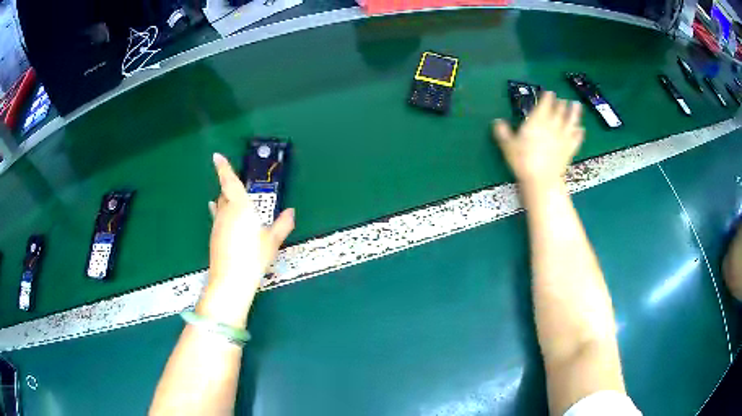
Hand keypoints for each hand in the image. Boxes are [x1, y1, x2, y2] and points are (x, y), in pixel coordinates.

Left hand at [208, 153, 294, 294]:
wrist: (231, 279)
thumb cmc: (254, 257)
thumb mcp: (272, 241)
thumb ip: (283, 224)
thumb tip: (291, 212)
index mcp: (241, 207)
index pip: (230, 182)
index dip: (223, 168)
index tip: (216, 156)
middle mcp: (226, 212)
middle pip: (225, 193)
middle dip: (229, 186)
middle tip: (238, 185)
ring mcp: (217, 224)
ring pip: (220, 205)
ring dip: (226, 200)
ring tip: (234, 201)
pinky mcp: (214, 236)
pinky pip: (218, 217)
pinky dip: (221, 213)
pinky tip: (225, 219)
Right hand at [492, 92, 584, 186]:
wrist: (542, 180)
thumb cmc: (523, 161)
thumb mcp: (508, 146)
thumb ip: (503, 132)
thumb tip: (497, 121)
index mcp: (537, 121)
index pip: (545, 104)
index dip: (548, 97)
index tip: (549, 92)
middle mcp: (552, 125)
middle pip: (559, 110)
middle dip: (561, 103)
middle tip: (562, 99)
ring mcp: (563, 137)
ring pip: (571, 121)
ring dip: (574, 112)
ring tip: (576, 105)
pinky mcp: (570, 149)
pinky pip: (576, 138)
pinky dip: (579, 133)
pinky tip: (581, 129)